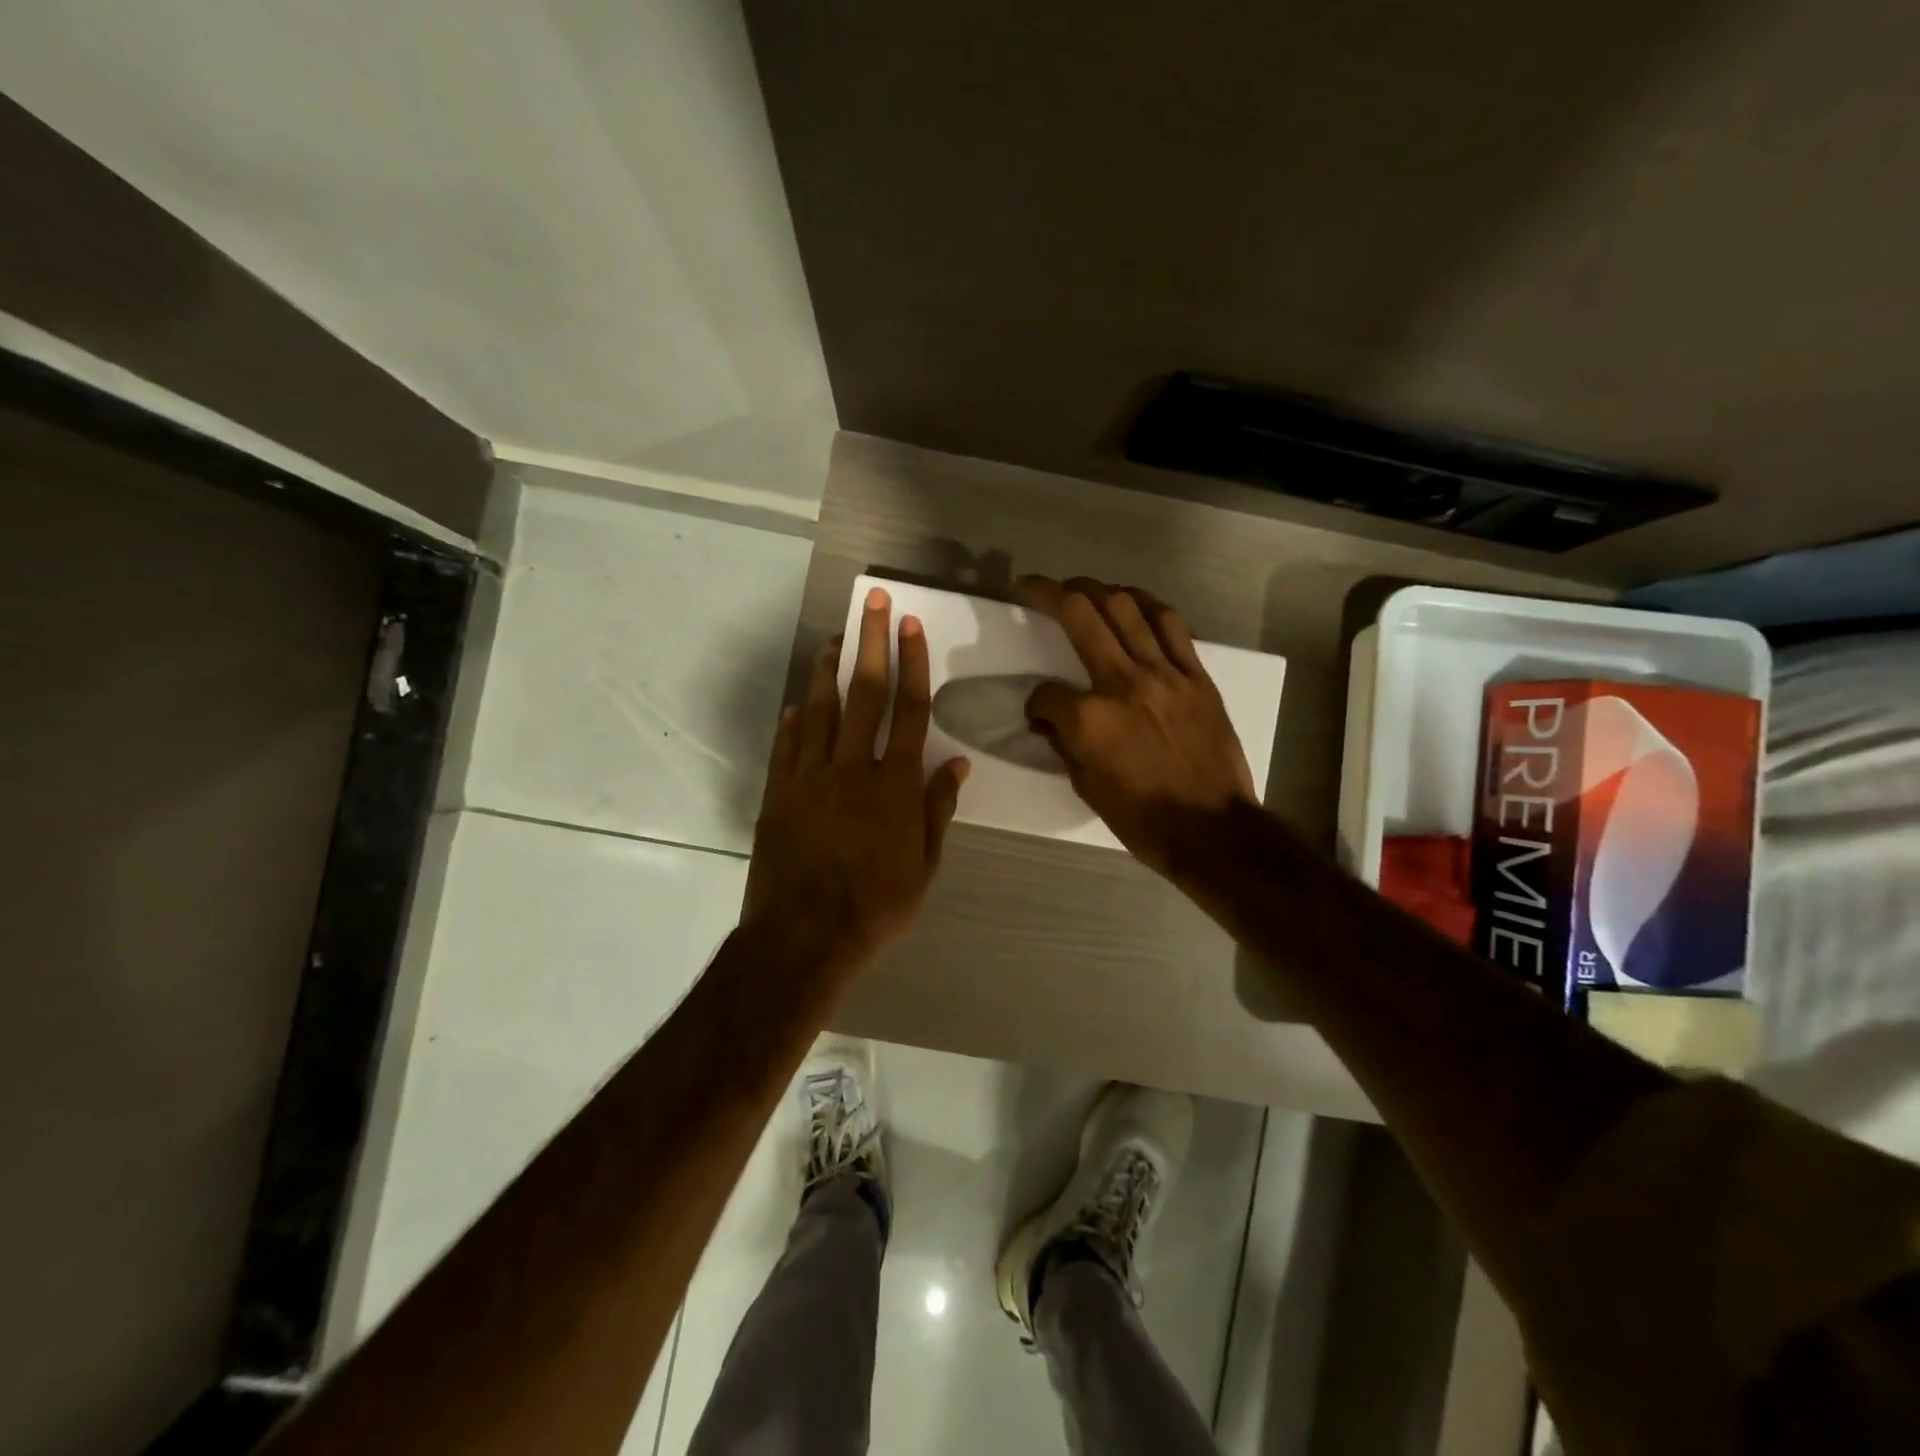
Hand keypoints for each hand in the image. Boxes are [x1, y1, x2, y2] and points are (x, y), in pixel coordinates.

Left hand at [745, 587, 969, 978]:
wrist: (805, 937)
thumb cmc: (876, 906)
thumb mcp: (924, 866)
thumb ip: (937, 810)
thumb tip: (956, 765)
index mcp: (896, 785)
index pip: (910, 710)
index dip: (913, 663)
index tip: (910, 625)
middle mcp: (853, 768)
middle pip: (865, 694)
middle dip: (870, 642)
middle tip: (871, 602)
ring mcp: (810, 778)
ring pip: (820, 711)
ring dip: (827, 671)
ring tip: (832, 639)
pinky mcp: (779, 794)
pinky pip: (788, 746)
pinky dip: (795, 720)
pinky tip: (799, 702)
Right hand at [1018, 575, 1255, 876]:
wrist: (1213, 830)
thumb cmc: (1144, 820)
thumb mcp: (1088, 789)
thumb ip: (1065, 745)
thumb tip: (1051, 721)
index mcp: (1090, 719)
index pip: (1045, 693)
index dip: (1035, 702)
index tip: (1039, 712)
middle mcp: (1123, 683)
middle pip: (1080, 616)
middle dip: (1049, 594)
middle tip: (1033, 586)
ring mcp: (1164, 674)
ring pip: (1126, 607)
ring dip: (1096, 588)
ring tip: (1080, 587)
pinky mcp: (1196, 676)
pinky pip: (1171, 625)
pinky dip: (1146, 606)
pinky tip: (1132, 602)